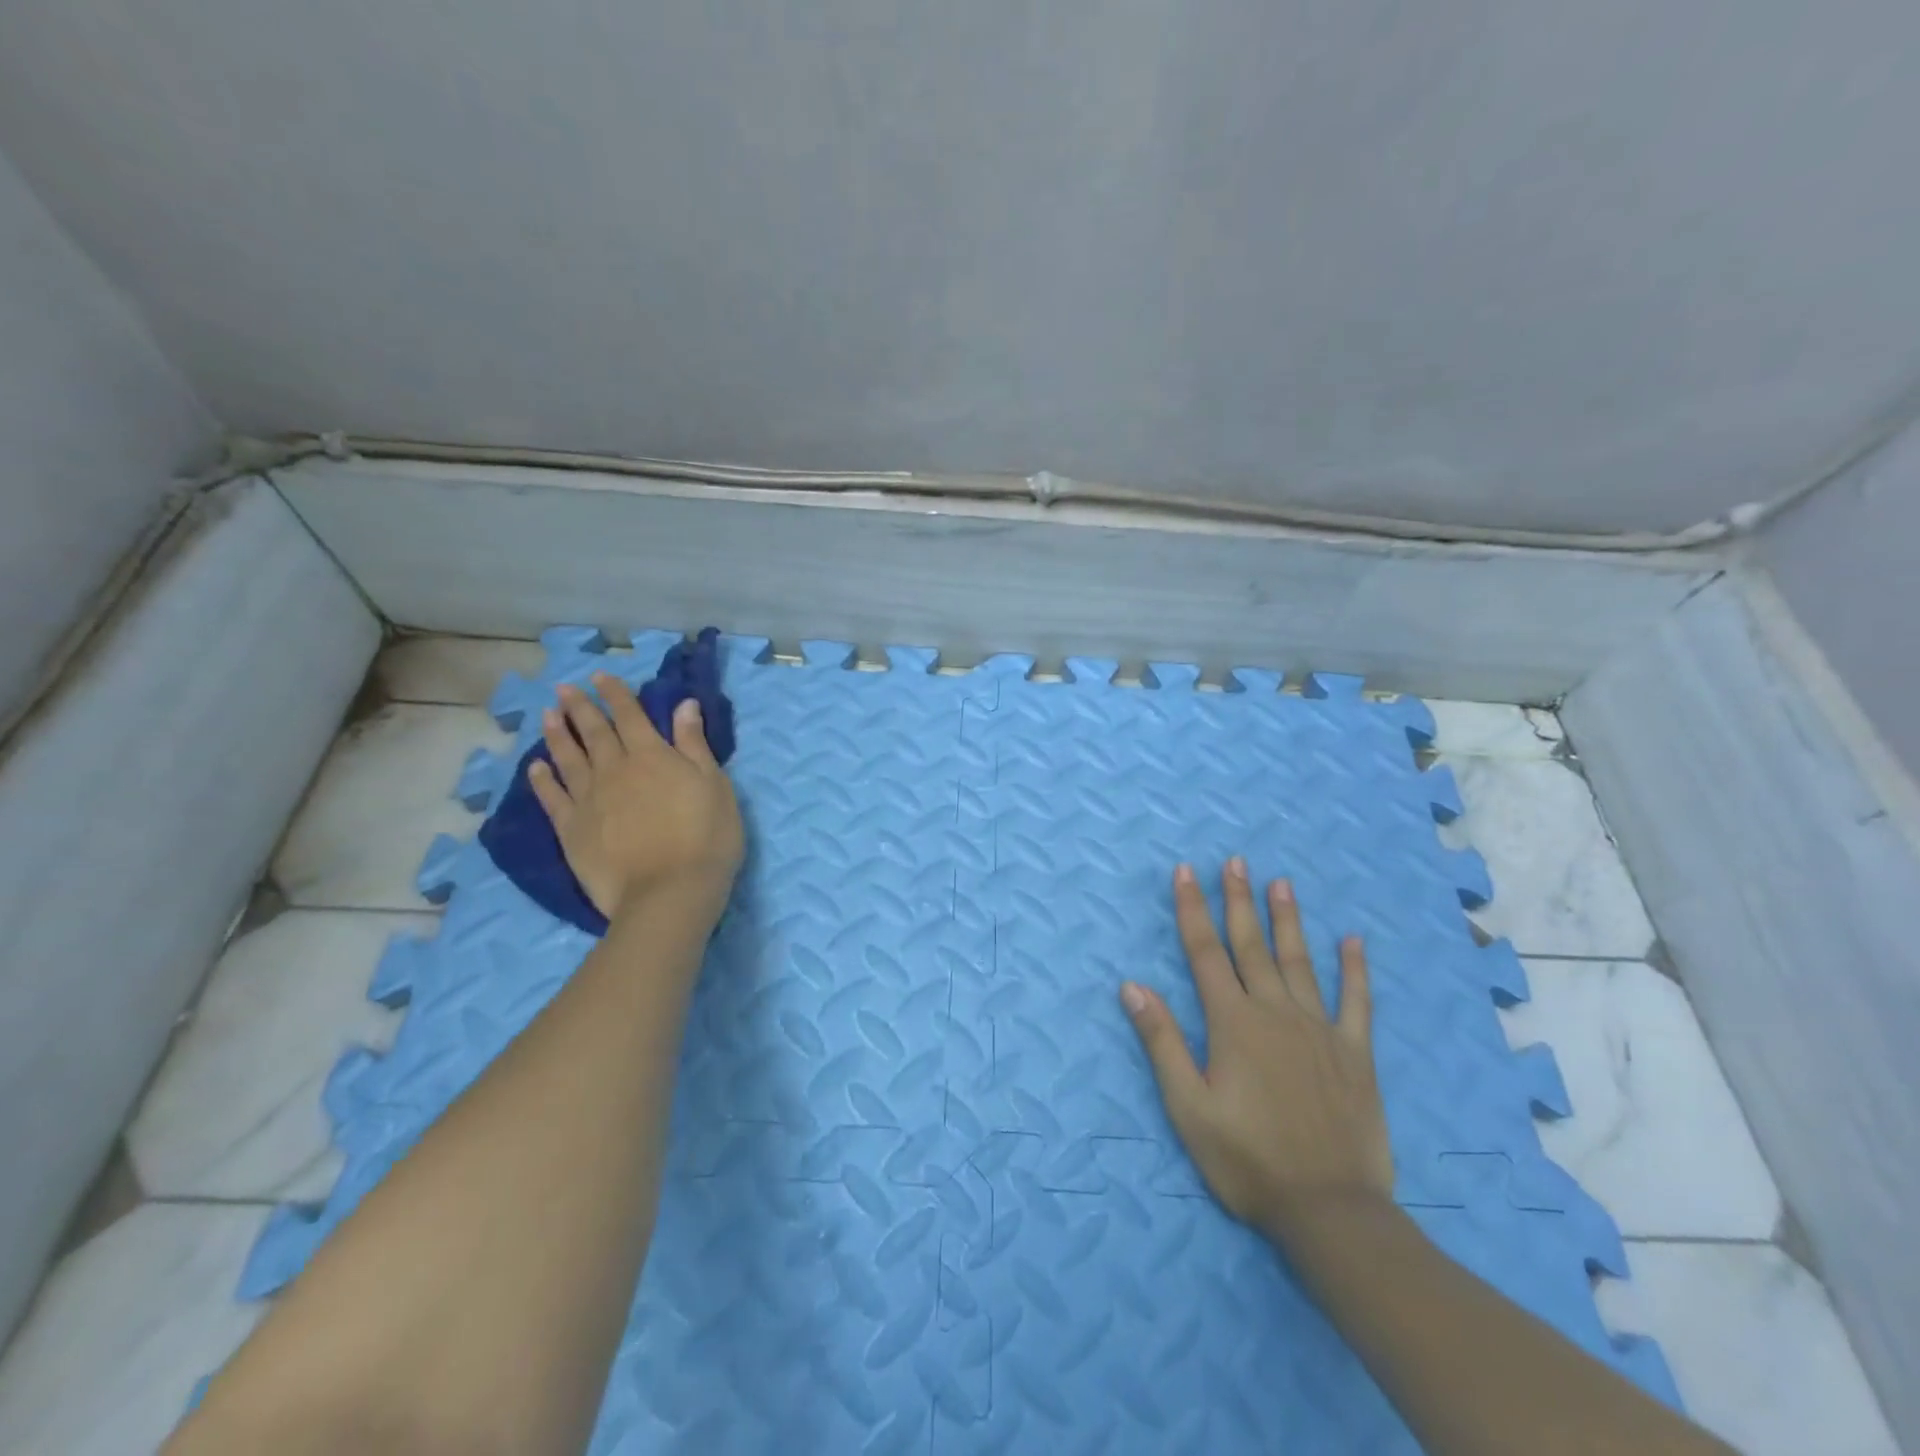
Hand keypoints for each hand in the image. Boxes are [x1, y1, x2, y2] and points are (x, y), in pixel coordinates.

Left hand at [529, 673, 743, 922]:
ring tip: (547, 715)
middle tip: (564, 689)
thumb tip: (683, 705)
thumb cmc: (706, 837)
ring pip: (567, 758)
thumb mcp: (715, 786)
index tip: (600, 676)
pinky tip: (536, 767)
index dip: (615, 694)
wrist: (668, 892)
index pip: (630, 716)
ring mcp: (588, 799)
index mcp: (652, 756)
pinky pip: (552, 797)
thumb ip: (695, 745)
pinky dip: (542, 780)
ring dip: (556, 734)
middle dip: (579, 707)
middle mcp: (614, 769)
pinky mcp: (572, 830)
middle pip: (593, 732)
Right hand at [1121, 859, 1394, 1237]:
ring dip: (1287, 920)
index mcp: (1233, 1023)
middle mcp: (1275, 1013)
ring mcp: (1320, 1030)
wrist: (1330, 1211)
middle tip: (1235, 861)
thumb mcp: (1188, 1107)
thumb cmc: (1247, 1160)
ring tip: (1280, 883)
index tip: (1186, 872)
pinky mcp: (1355, 1054)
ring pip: (1299, 961)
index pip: (1205, 952)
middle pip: (1251, 945)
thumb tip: (1132, 985)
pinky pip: (1357, 1002)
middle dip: (1238, 900)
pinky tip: (1353, 941)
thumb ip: (1161, 1041)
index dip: (1192, 909)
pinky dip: (1354, 970)